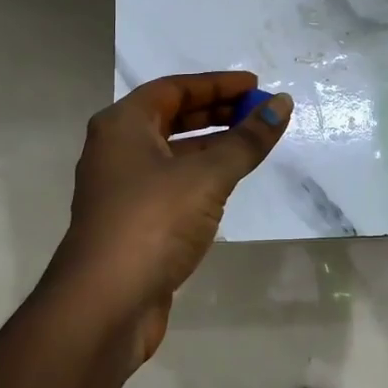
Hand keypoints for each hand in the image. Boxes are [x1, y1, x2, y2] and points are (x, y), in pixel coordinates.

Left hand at [46, 71, 291, 364]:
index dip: (217, 84)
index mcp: (122, 125)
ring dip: (211, 145)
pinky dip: (201, 176)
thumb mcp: (207, 176)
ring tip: (252, 144)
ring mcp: (122, 189)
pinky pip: (172, 184)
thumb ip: (247, 140)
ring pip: (172, 153)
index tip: (256, 85)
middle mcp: (116, 150)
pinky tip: (228, 184)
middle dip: (217, 112)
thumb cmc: (154, 222)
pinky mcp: (133, 223)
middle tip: (259, 113)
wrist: (106, 303)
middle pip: (171, 118)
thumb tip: (282, 104)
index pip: (174, 89)